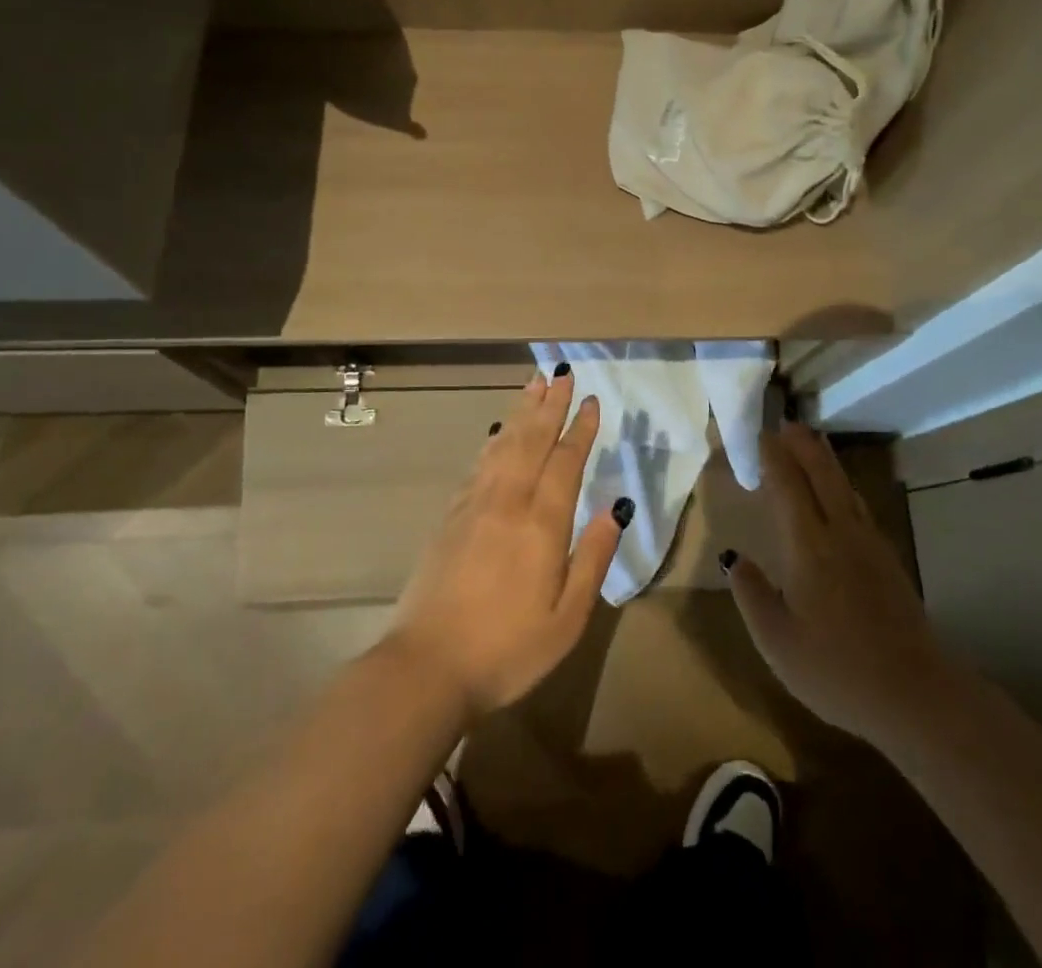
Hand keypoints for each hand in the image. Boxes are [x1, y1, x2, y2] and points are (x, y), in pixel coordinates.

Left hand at [386, 369, 624, 722]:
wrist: (425, 667)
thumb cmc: (506, 650)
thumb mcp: (567, 618)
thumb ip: (593, 558)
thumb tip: (616, 508)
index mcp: (542, 524)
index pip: (566, 462)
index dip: (581, 430)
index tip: (592, 401)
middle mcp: (508, 501)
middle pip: (532, 440)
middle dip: (550, 405)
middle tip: (562, 373)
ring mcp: (474, 505)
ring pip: (502, 443)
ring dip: (521, 412)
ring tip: (533, 385)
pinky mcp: (450, 516)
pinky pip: (479, 463)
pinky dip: (493, 439)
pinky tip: (497, 430)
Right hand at [727, 422, 950, 751]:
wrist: (914, 694)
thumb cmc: (836, 669)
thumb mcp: (777, 642)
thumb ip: (751, 594)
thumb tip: (732, 556)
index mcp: (809, 547)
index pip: (788, 486)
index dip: (774, 457)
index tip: (761, 434)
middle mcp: (841, 533)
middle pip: (822, 475)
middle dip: (803, 445)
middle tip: (787, 423)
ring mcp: (869, 545)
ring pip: (845, 487)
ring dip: (826, 460)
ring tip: (812, 444)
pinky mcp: (888, 561)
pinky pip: (859, 505)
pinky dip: (843, 486)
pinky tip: (842, 495)